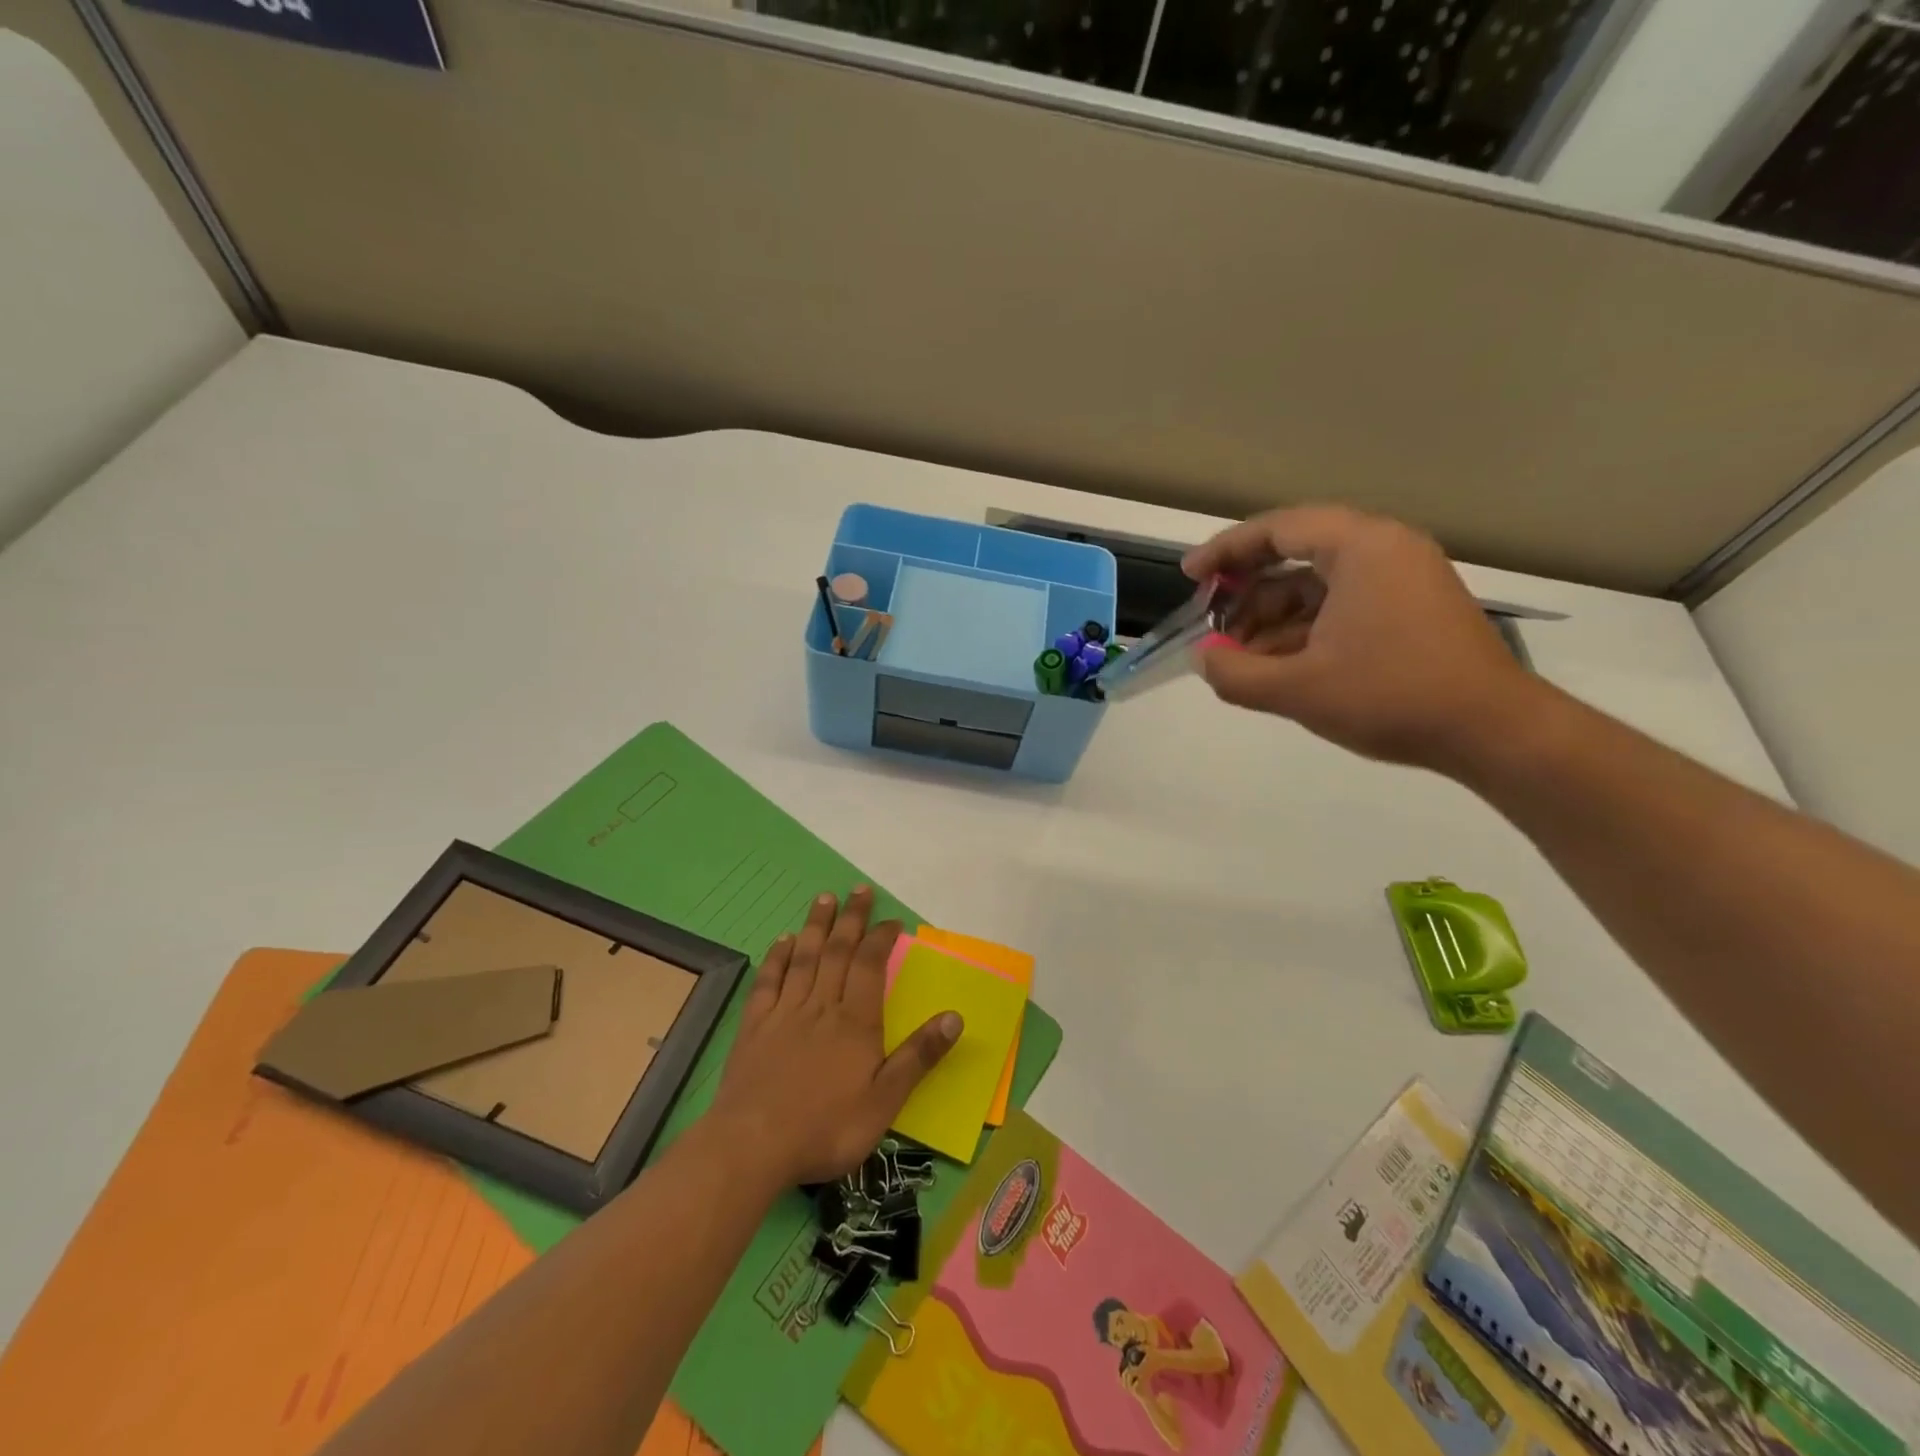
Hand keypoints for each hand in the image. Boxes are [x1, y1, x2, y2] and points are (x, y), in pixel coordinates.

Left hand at [711, 887, 959, 1186]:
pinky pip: (769, 981)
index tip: (892, 921)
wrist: (752, 1147)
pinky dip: (777, 957)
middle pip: (838, 951)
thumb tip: (955, 1017)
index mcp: (855, 1021)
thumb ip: (918, 1056)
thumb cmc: (825, 1128)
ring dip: (816, 926)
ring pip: (804, 958)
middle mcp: (820, 1006)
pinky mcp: (754, 1027)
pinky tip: (783, 941)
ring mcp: (784, 1013)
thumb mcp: (884, 1101)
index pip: (870, 965)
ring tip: (824, 898)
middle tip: (859, 889)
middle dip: (851, 918)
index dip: (881, 939)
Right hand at [1181, 505, 1533, 772]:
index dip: (1225, 551)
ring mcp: (1402, 578)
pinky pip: (1342, 603)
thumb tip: (1202, 658)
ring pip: (1317, 583)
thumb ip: (1234, 673)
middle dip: (1247, 590)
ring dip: (1272, 616)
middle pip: (1296, 552)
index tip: (1190, 577)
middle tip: (1211, 622)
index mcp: (1361, 548)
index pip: (1277, 529)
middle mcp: (1384, 549)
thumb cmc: (1391, 697)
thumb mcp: (1298, 689)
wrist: (1493, 732)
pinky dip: (1303, 628)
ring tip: (1238, 656)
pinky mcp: (1411, 608)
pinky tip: (1277, 664)